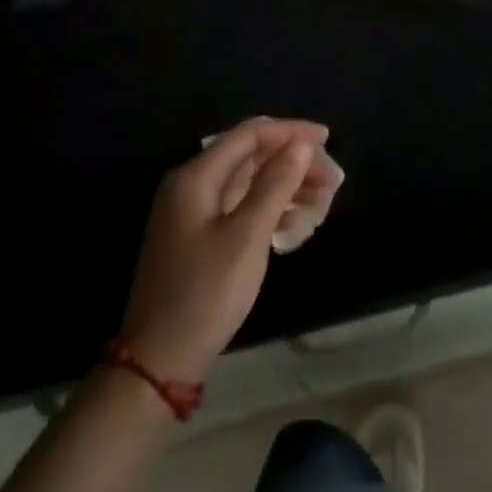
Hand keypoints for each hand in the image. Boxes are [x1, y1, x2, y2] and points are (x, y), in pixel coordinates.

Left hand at [119, 118, 328, 383]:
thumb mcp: (247, 236)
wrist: (160, 360)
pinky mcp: (199, 237)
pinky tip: (295, 224)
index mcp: (196, 177)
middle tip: (331, 179)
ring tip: (322, 199)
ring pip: (248, 182)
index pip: (249, 135)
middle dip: (292, 161)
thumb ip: (275, 184)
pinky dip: (270, 208)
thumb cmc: (206, 292)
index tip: (328, 140)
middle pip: (250, 157)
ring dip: (286, 185)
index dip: (290, 132)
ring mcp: (193, 213)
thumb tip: (301, 145)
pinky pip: (241, 206)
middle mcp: (191, 186)